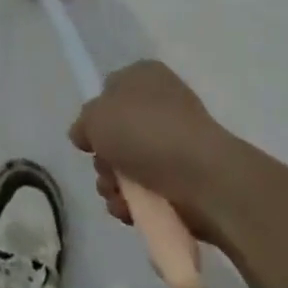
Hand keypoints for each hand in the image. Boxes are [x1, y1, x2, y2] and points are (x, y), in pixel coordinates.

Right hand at [68, 60, 235, 242]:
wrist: (204, 178)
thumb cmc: (145, 132)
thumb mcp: (95, 116)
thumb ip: (83, 124)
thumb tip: (86, 136)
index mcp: (144, 77)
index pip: (109, 91)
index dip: (96, 116)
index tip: (91, 138)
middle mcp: (162, 105)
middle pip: (116, 134)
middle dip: (104, 159)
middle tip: (106, 169)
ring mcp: (176, 144)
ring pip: (128, 166)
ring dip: (114, 185)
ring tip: (119, 197)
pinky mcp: (186, 180)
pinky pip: (148, 191)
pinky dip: (135, 204)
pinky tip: (131, 211)